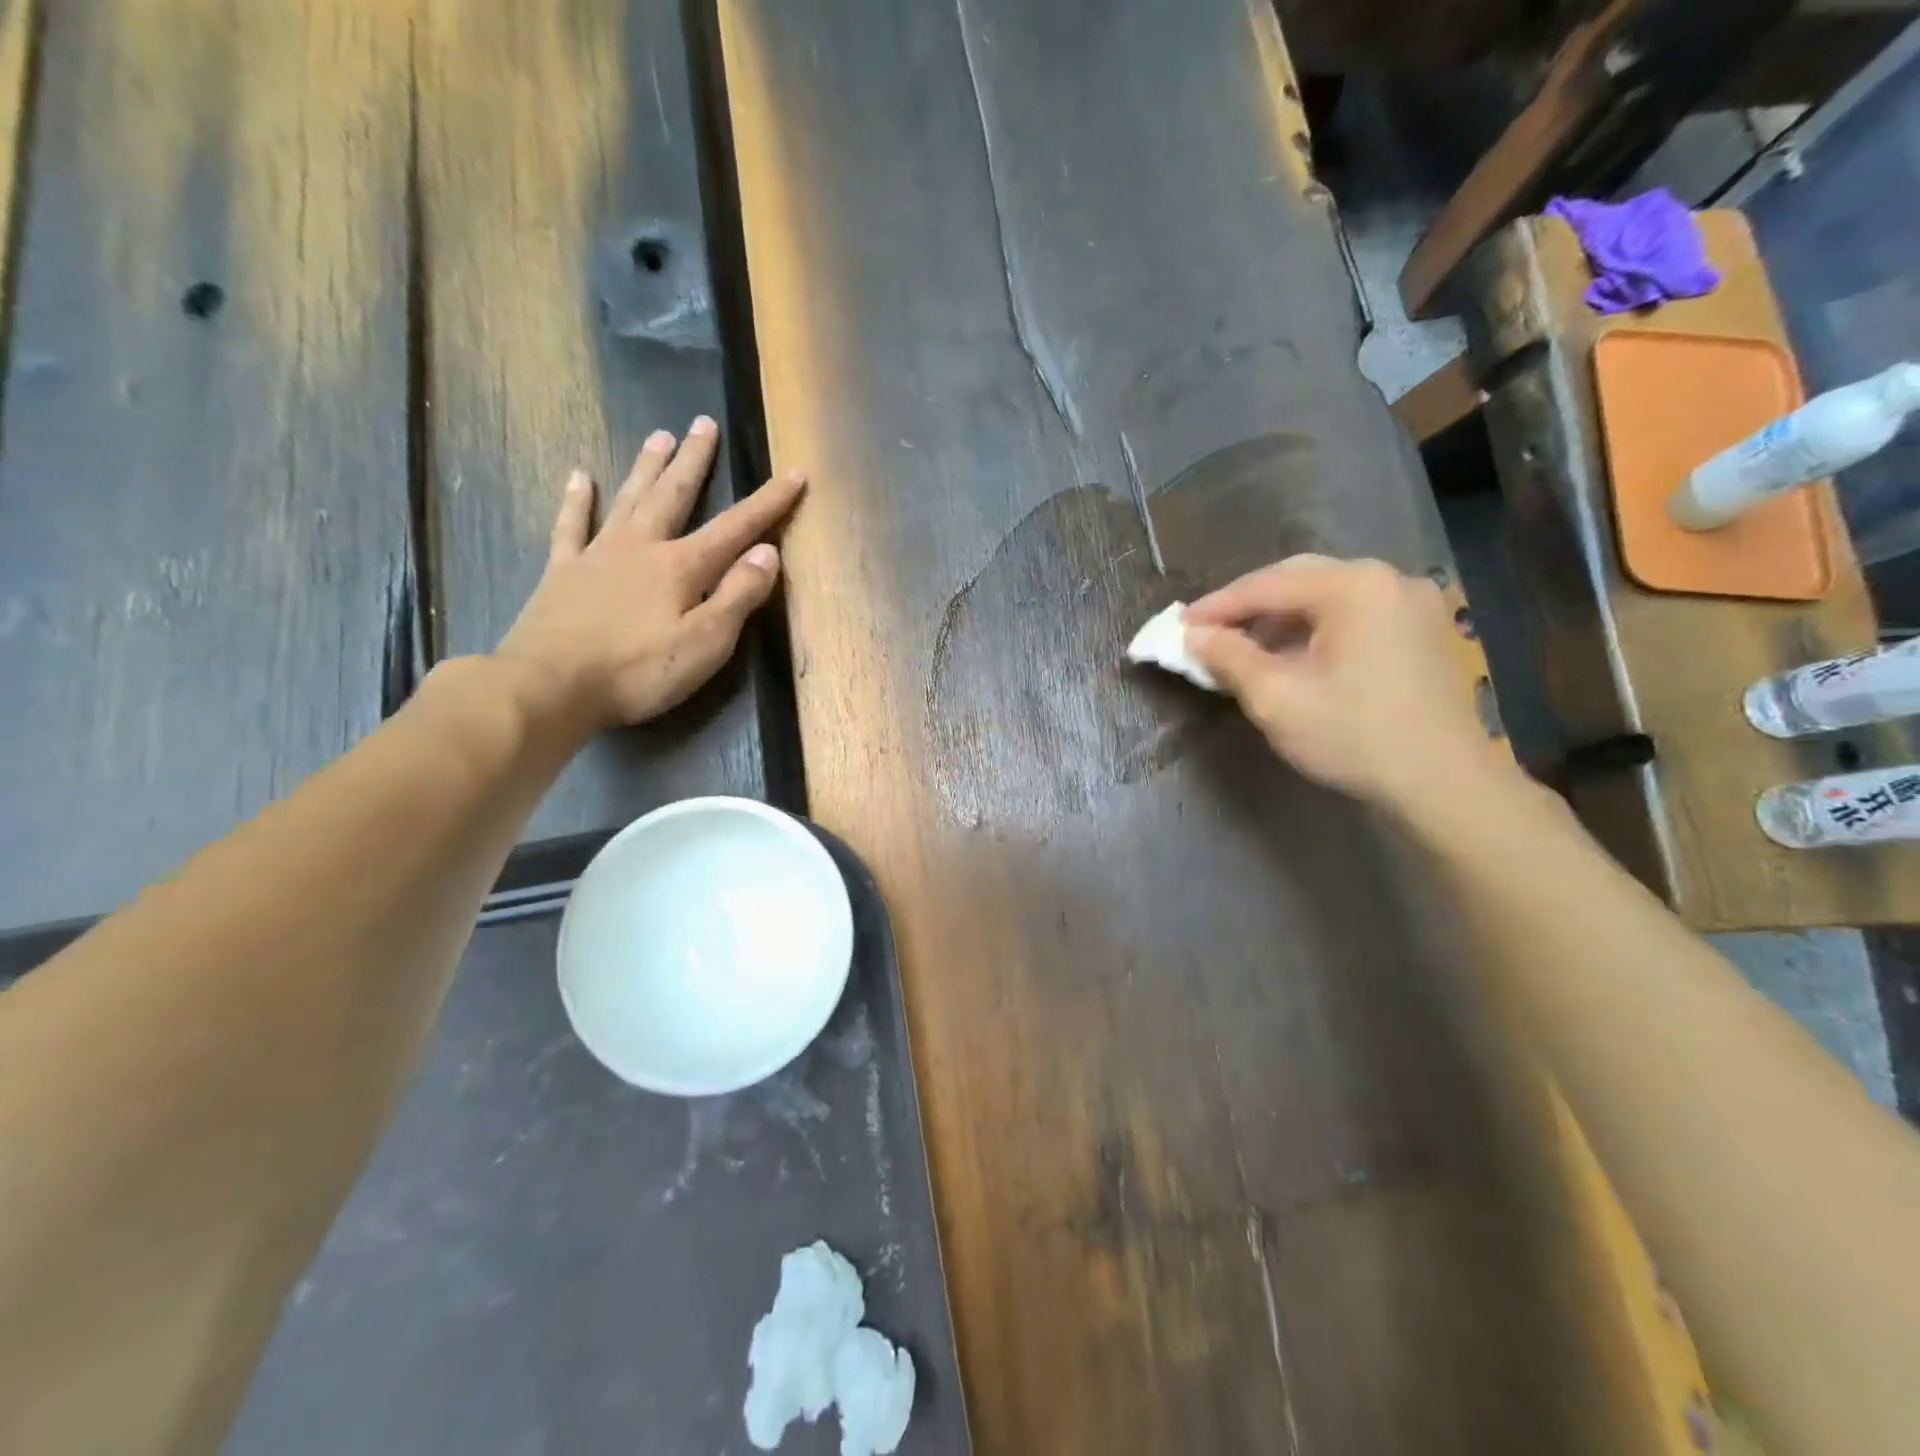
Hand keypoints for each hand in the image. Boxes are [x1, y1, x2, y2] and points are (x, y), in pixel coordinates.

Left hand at [495, 417, 805, 732]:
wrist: (550, 685)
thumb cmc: (638, 671)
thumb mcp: (706, 643)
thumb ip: (738, 595)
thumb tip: (768, 553)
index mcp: (682, 566)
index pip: (736, 527)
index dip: (768, 502)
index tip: (794, 473)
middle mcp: (642, 547)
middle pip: (674, 495)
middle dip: (695, 460)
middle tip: (703, 423)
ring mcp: (598, 555)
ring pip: (629, 499)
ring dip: (647, 467)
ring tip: (660, 435)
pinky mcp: (563, 572)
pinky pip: (571, 525)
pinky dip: (577, 500)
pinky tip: (580, 477)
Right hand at [1184, 555, 1500, 816]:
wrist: (1444, 784)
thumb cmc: (1353, 736)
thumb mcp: (1276, 698)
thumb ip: (1229, 657)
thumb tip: (1193, 635)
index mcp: (1353, 586)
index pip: (1266, 586)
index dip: (1216, 607)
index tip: (1178, 626)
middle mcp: (1388, 578)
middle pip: (1299, 579)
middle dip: (1248, 605)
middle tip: (1208, 631)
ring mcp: (1413, 603)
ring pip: (1328, 597)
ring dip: (1281, 618)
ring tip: (1245, 647)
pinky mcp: (1424, 630)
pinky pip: (1355, 615)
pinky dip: (1315, 629)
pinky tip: (1294, 656)